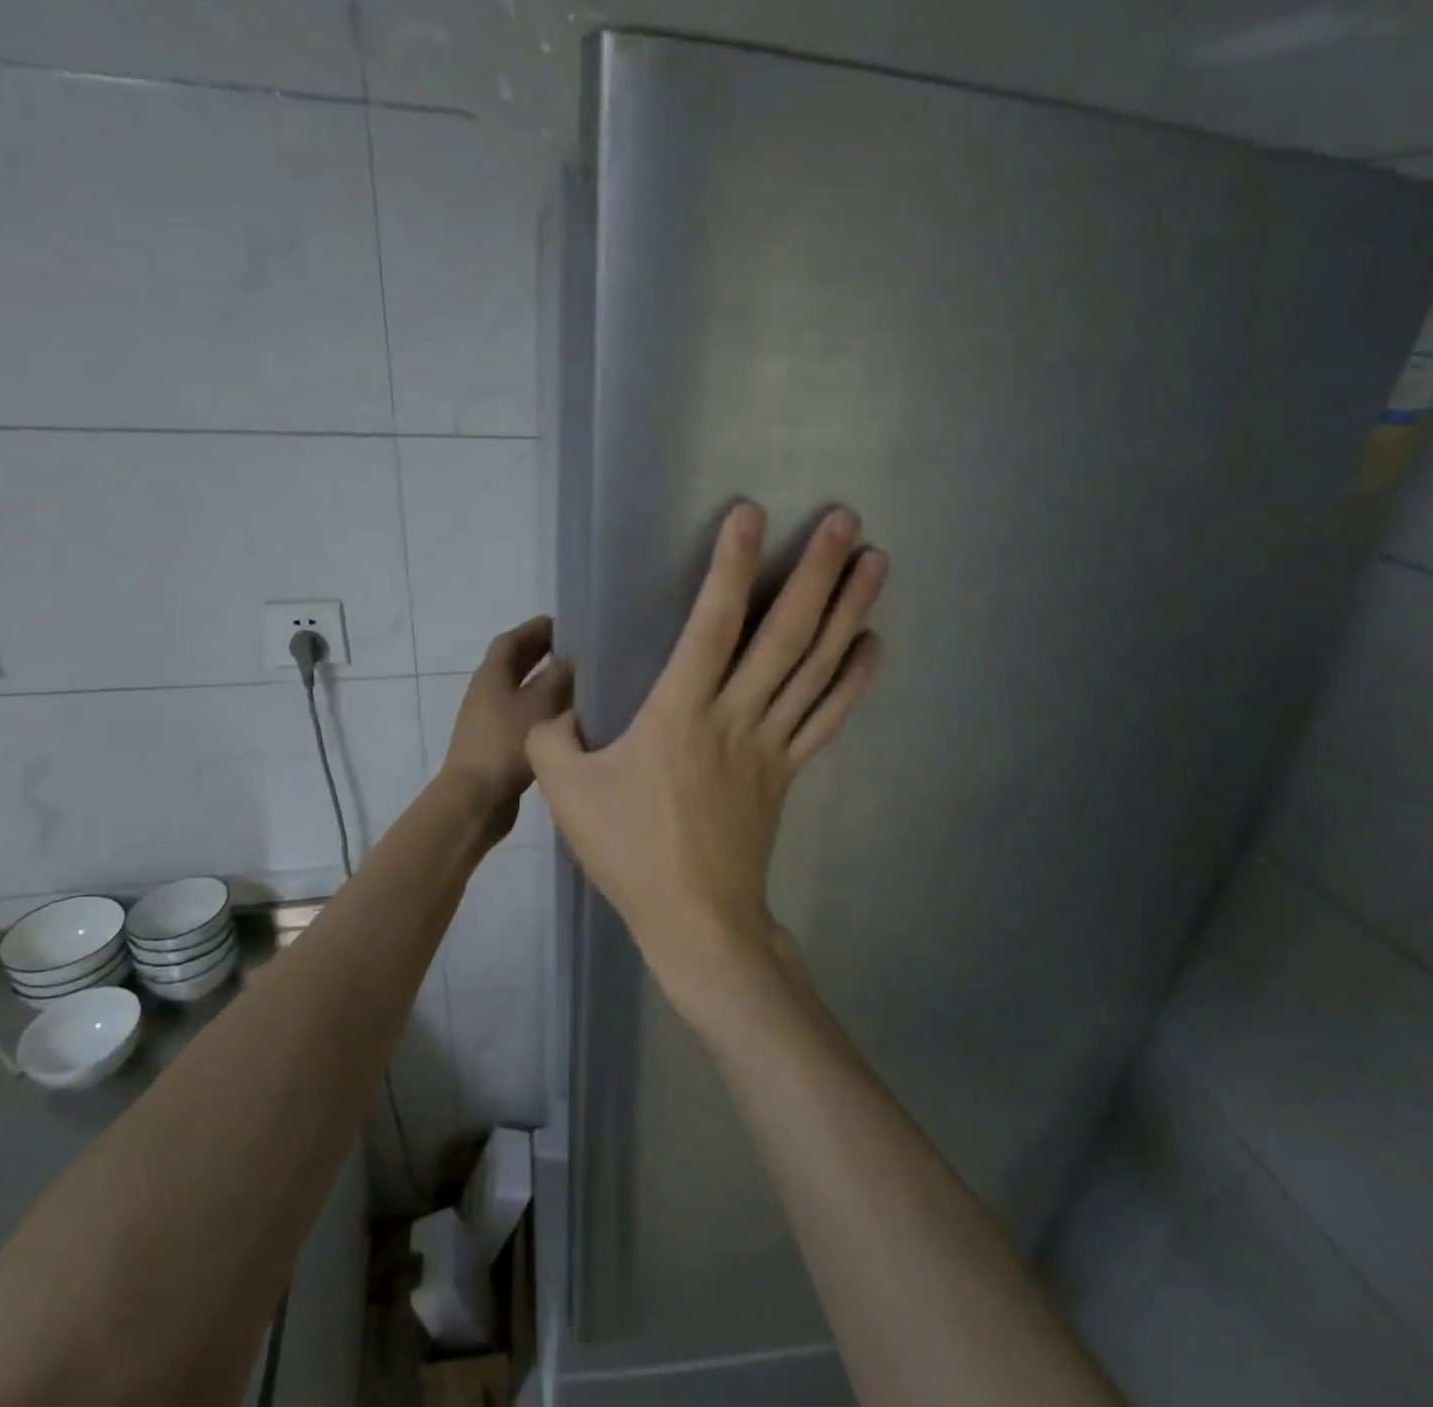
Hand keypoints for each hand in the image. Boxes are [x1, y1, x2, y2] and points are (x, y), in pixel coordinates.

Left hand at [443, 616, 573, 838]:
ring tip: (578, 682)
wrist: (475, 799)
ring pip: (520, 691)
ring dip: (545, 682)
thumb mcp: (540, 705)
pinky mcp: (498, 744)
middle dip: (541, 653)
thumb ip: (559, 678)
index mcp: (492, 675)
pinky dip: (543, 709)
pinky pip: (523, 715)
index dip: (535, 629)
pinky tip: (566, 719)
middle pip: (514, 664)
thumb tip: (572, 658)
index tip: (564, 623)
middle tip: (575, 649)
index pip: (511, 640)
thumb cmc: (506, 744)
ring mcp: (489, 720)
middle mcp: (487, 692)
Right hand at [527, 503, 886, 1023]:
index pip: (712, 623)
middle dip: (817, 572)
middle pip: (785, 633)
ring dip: (849, 611)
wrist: (695, 919)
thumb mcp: (565, 790)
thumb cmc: (629, 851)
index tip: (752, 514)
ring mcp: (771, 743)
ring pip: (816, 667)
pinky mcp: (788, 770)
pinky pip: (827, 717)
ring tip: (877, 562)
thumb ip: (554, 737)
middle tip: (848, 520)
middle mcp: (736, 715)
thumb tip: (563, 708)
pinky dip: (854, 679)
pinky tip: (873, 643)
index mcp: (680, 712)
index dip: (731, 565)